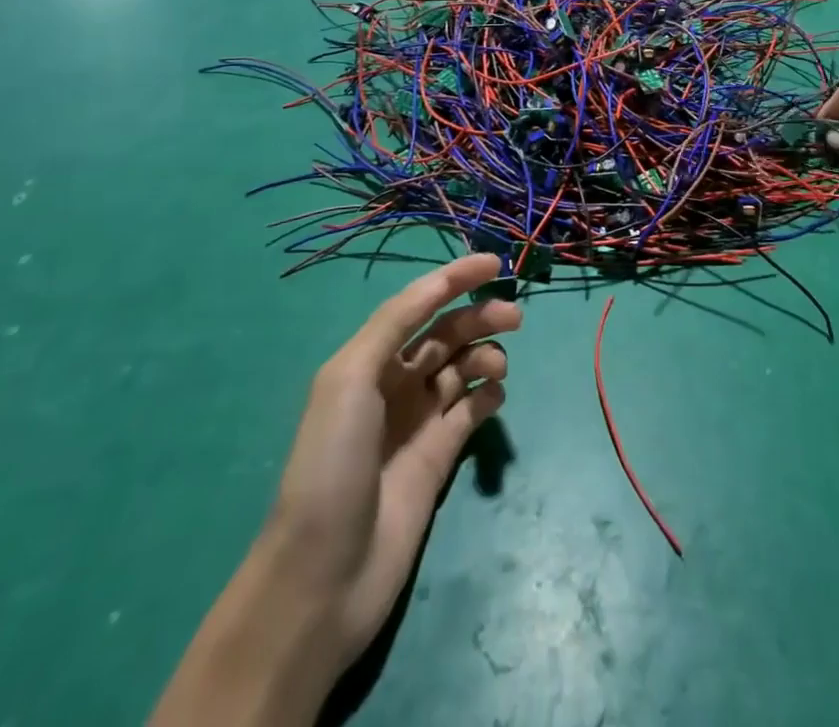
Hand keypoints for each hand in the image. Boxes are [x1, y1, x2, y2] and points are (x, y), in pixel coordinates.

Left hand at [266, 253, 518, 674]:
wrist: (324, 574)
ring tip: (497, 367)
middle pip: (446, 333)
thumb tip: (438, 286)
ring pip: (463, 367)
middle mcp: (395, 383)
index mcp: (369, 360)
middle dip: (479, 316)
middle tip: (513, 317)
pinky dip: (489, 394)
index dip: (454, 278)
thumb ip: (393, 324)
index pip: (418, 304)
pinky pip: (473, 409)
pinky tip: (496, 395)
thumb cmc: (332, 463)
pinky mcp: (440, 456)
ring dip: (485, 354)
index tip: (494, 264)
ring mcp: (419, 420)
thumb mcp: (348, 379)